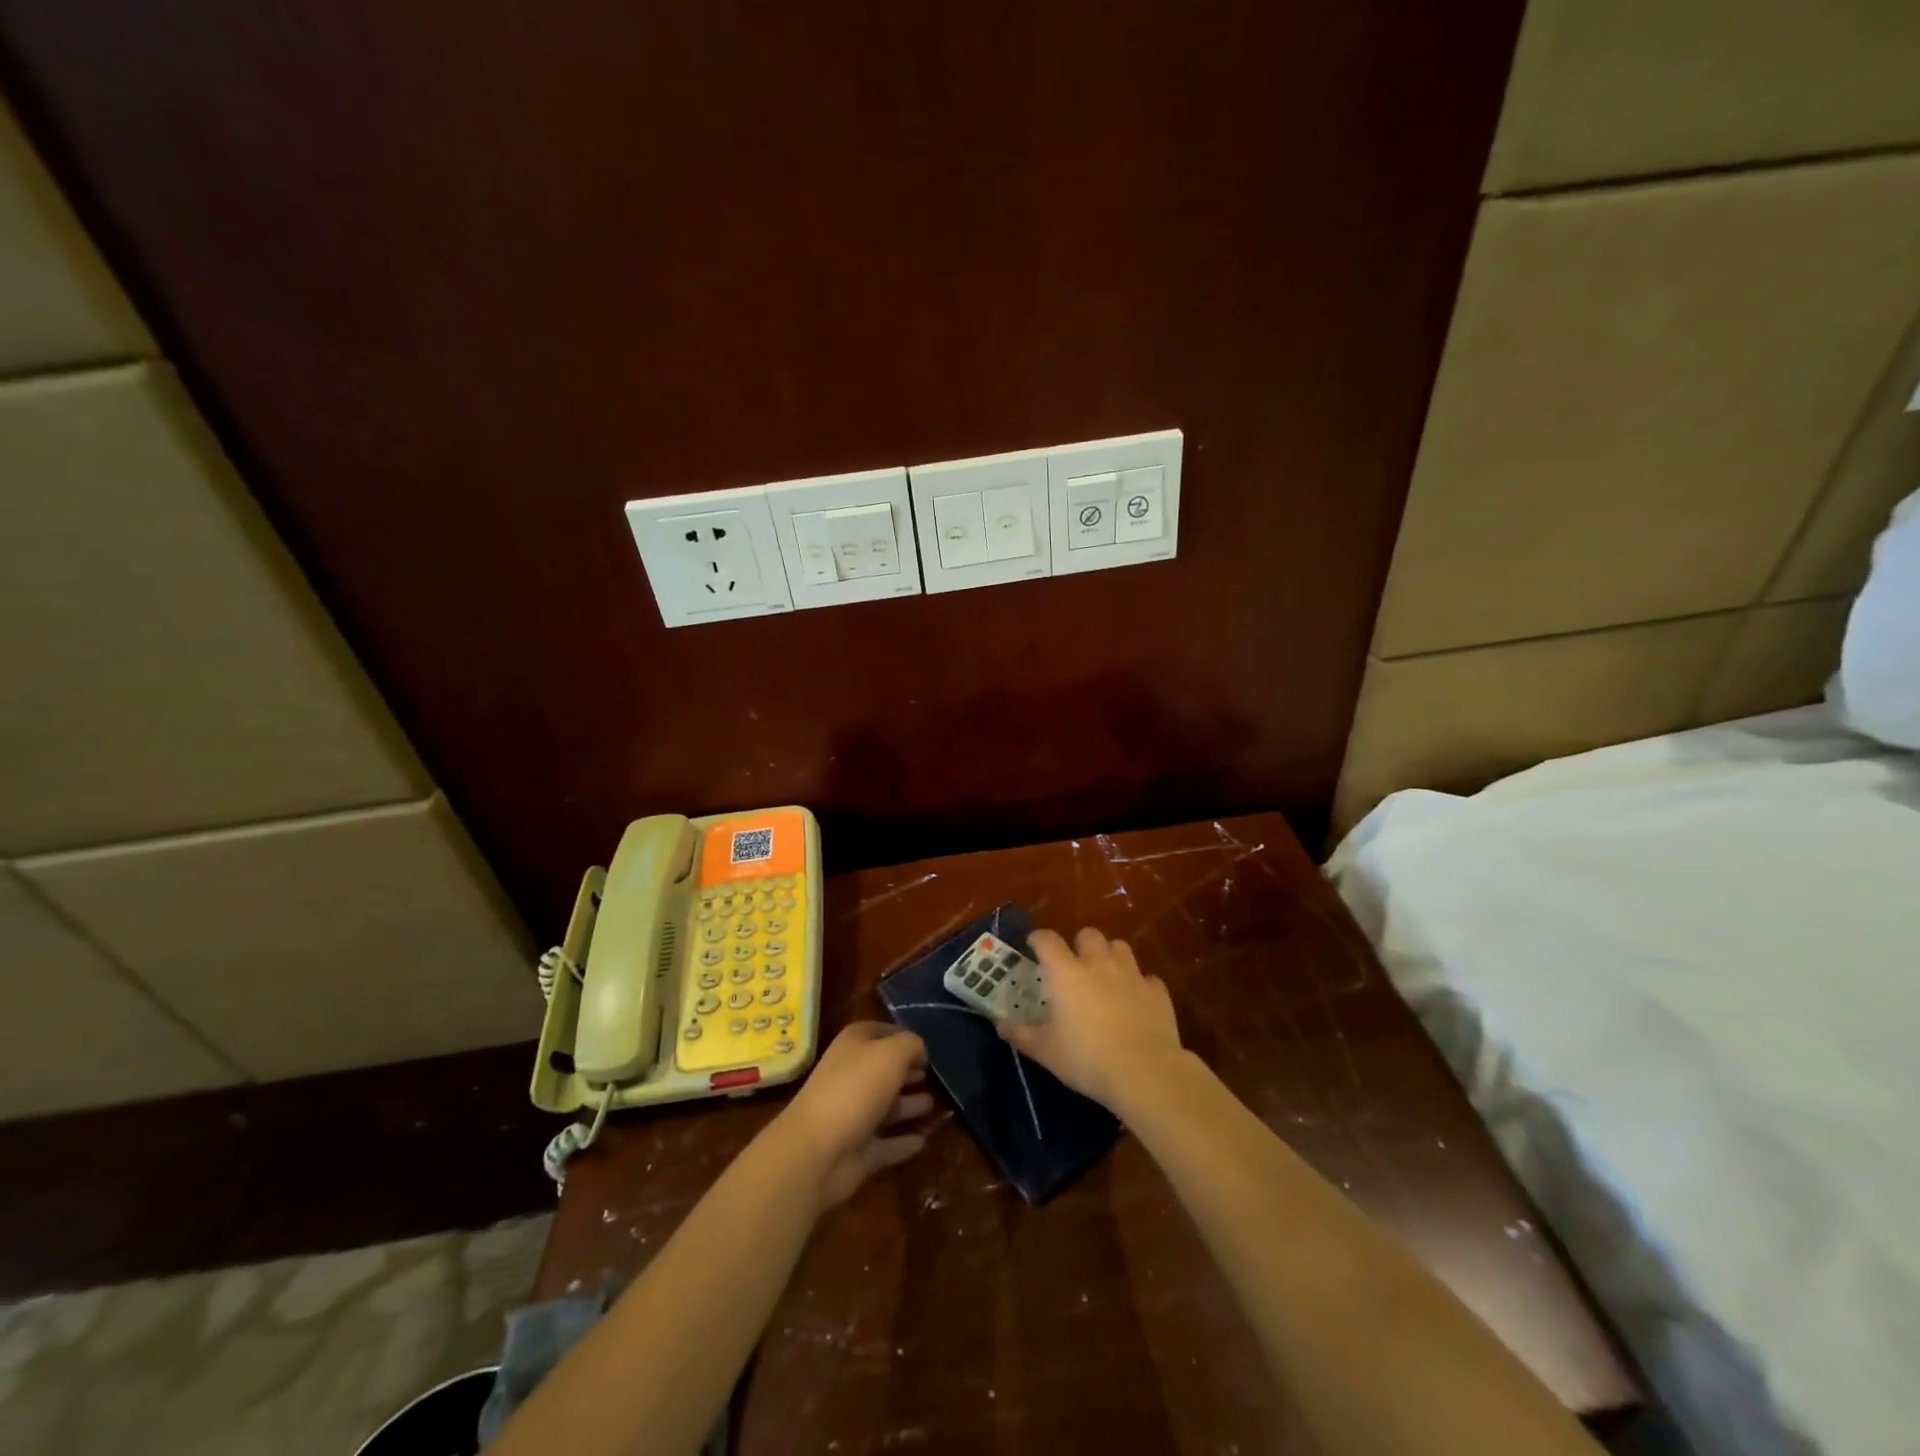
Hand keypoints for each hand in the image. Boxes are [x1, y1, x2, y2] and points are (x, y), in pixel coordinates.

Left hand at [780, 1022, 933, 1208]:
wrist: (817, 1151)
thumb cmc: (856, 1088)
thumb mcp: (892, 1053)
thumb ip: (911, 1045)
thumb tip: (920, 1050)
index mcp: (853, 1046)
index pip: (880, 1032)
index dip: (903, 1037)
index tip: (927, 1047)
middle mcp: (851, 1076)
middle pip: (883, 1071)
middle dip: (906, 1072)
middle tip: (932, 1076)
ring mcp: (853, 1115)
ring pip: (886, 1107)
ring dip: (908, 1106)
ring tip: (933, 1105)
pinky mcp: (857, 1150)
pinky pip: (886, 1144)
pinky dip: (902, 1142)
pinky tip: (923, 1141)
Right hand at [997, 927, 1183, 1111]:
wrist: (1144, 1071)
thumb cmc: (1086, 1059)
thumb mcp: (1045, 1051)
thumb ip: (1021, 1034)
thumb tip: (999, 1024)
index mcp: (1066, 973)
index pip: (1047, 940)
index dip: (1038, 938)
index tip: (1033, 945)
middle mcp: (1098, 964)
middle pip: (1088, 934)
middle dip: (1080, 944)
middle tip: (1074, 965)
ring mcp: (1131, 974)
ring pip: (1120, 947)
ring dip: (1110, 956)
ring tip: (1106, 976)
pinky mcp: (1157, 991)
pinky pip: (1147, 977)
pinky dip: (1139, 984)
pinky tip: (1136, 1001)